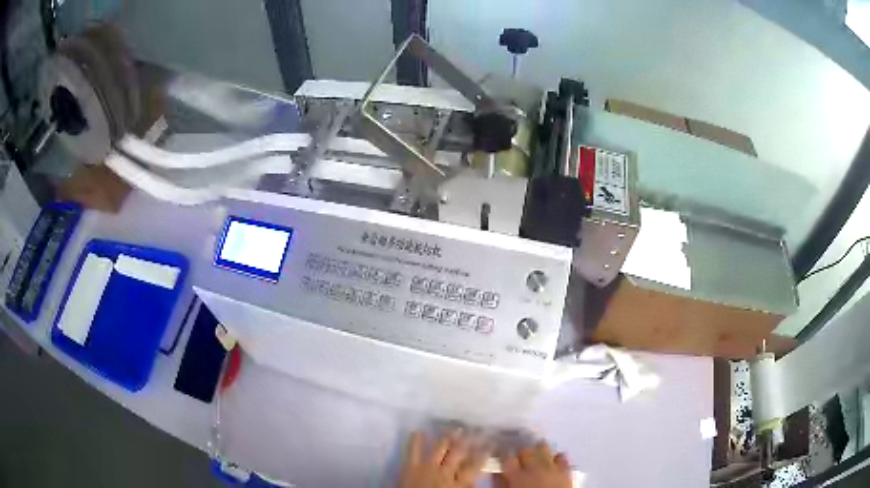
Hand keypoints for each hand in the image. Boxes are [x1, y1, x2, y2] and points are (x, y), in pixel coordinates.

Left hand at [399, 431, 487, 487]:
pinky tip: (418, 431)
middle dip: (468, 439)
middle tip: (475, 429)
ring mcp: (427, 467)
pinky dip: (415, 441)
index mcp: (461, 482)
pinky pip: (412, 452)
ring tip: (455, 428)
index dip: (485, 452)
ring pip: (440, 447)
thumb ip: (470, 486)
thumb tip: (477, 478)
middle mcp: (446, 471)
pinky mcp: (410, 467)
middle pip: (460, 451)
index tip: (491, 442)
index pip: (476, 464)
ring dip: (448, 437)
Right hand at [496, 442, 571, 487]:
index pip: (506, 455)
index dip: (502, 453)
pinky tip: (553, 461)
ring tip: (535, 456)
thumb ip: (499, 483)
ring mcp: (552, 467)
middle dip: (521, 453)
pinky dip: (557, 457)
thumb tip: (495, 473)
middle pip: (526, 450)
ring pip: (544, 449)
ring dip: (538, 451)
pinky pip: (562, 457)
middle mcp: (534, 467)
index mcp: (516, 474)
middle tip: (518, 459)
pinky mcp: (566, 471)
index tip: (500, 454)